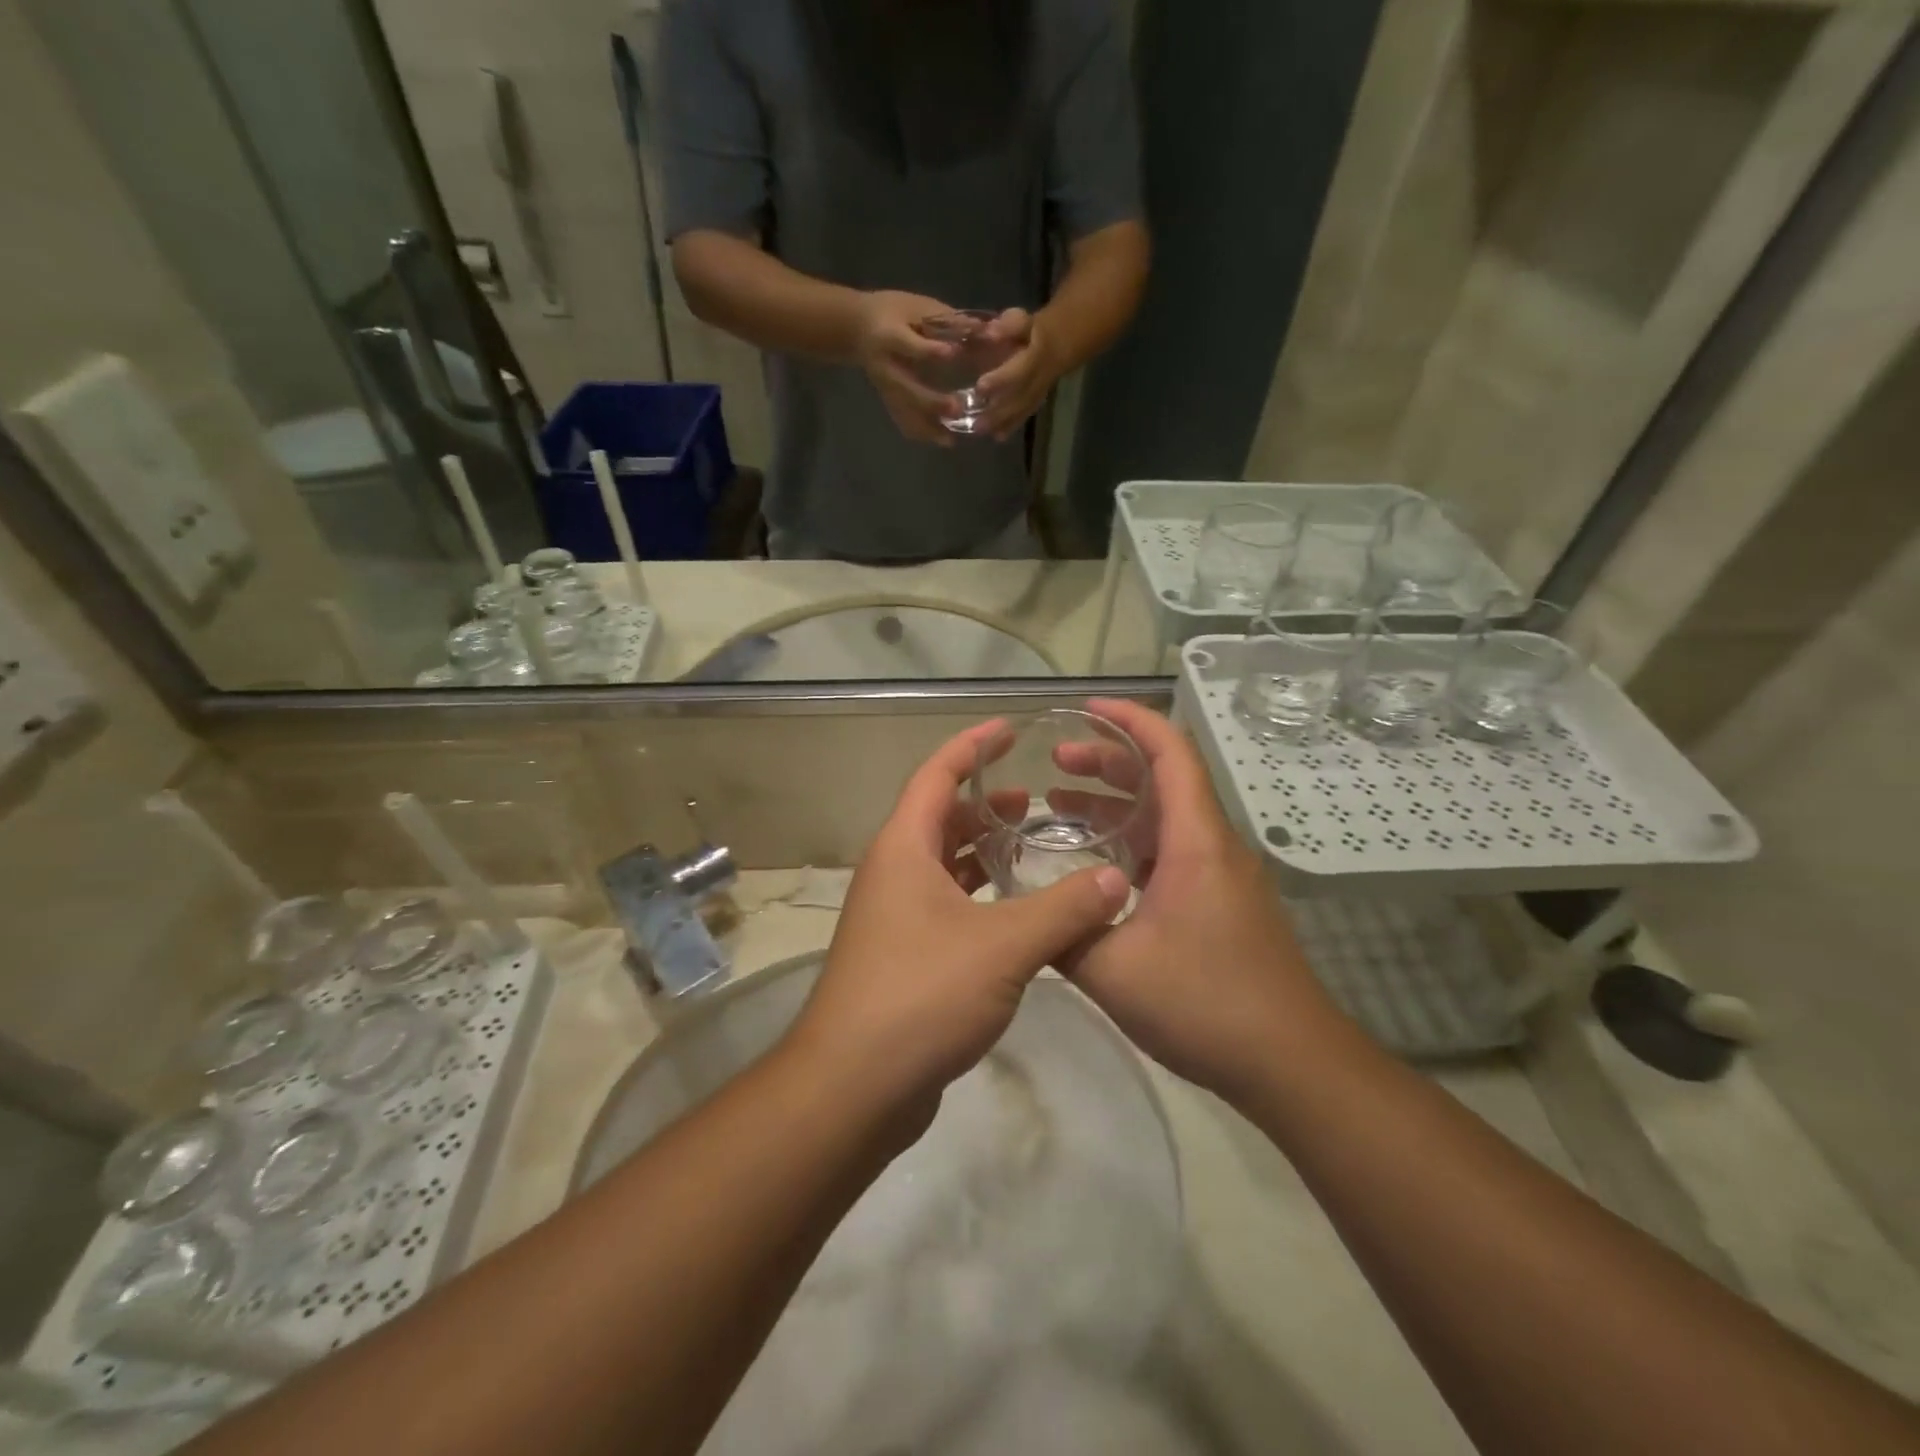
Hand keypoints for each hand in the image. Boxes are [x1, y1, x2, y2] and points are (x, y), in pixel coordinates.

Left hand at [786, 720, 1131, 1105]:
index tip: (1009, 728)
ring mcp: (895, 917)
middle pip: (939, 818)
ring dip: (982, 852)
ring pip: (943, 865)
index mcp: (903, 849)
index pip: (936, 774)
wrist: (853, 1085)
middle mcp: (893, 873)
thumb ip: (1063, 909)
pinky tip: (1017, 912)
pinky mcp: (905, 956)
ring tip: (1031, 846)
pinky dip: (980, 896)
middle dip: (984, 804)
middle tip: (1035, 800)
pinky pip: (947, 905)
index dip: (972, 746)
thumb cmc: (921, 995)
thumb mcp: (1004, 947)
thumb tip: (1116, 880)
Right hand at [853, 290, 960, 446]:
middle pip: (906, 389)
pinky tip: (942, 439)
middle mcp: (885, 367)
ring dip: (927, 428)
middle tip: (957, 408)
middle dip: (931, 401)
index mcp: (889, 336)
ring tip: (951, 439)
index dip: (930, 350)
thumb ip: (948, 320)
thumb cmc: (893, 310)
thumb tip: (987, 331)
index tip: (953, 353)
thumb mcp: (916, 306)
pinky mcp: (888, 400)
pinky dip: (922, 433)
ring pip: (904, 413)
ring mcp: (885, 388)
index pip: (909, 345)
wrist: (857, 328)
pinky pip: (903, 421)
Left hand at [973, 308, 1063, 441]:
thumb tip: (988, 332)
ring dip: (1003, 423)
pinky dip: (1011, 426)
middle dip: (998, 411)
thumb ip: (1007, 326)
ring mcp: (1038, 393)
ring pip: (1022, 410)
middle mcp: (1039, 379)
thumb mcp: (1022, 320)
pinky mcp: (1035, 402)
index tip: (980, 387)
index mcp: (1036, 356)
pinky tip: (998, 436)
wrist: (1061, 343)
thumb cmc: (1032, 330)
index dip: (1000, 380)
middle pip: (1019, 398)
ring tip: (983, 432)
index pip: (1019, 370)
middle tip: (977, 424)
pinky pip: (1024, 415)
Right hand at [1055, 700, 1346, 1100]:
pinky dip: (1131, 842)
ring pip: (1165, 818)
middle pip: (1163, 779)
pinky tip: (1095, 866)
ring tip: (1059, 805)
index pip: (1169, 752)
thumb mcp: (1114, 971)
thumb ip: (1063, 934)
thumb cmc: (1206, 1004)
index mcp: (1195, 841)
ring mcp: (1220, 876)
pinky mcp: (1220, 904)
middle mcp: (1212, 846)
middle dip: (1109, 760)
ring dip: (1117, 804)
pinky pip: (1170, 852)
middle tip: (1056, 760)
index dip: (1129, 719)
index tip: (1084, 707)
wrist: (1290, 1063)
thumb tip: (1025, 915)